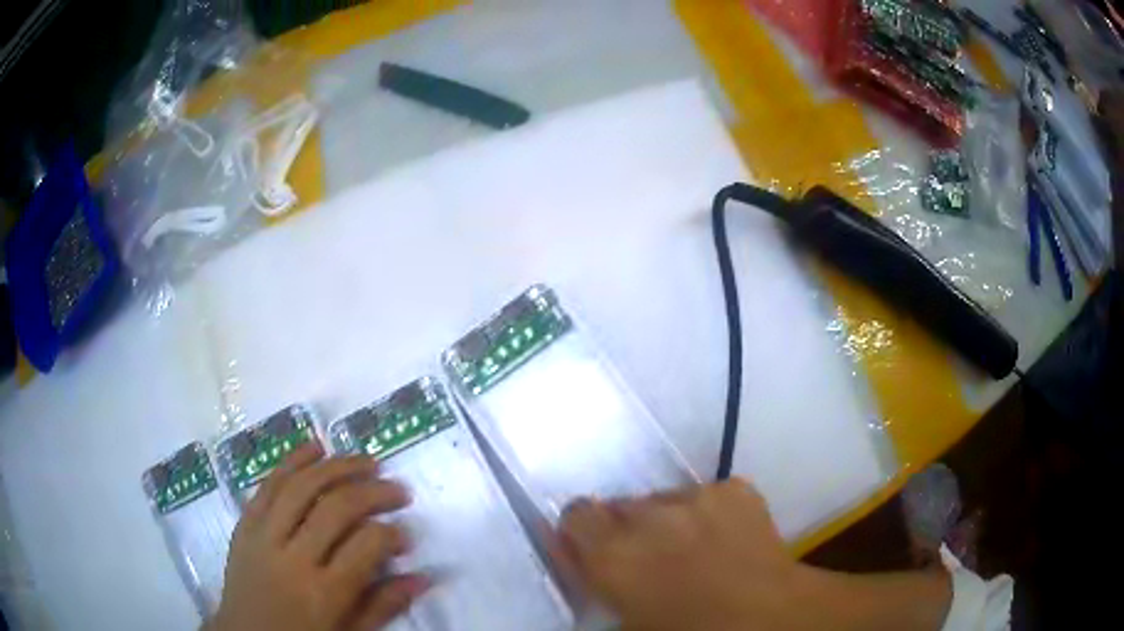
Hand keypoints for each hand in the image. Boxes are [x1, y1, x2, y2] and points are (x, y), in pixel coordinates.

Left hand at [208, 444, 427, 630]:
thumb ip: (384, 606)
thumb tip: (423, 577)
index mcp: (324, 593)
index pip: (366, 546)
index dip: (393, 534)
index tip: (406, 536)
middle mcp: (293, 558)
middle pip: (336, 508)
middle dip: (373, 491)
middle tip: (398, 490)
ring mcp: (263, 536)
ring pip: (301, 486)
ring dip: (337, 467)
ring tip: (366, 461)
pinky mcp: (245, 525)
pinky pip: (267, 485)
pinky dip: (292, 461)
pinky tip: (315, 448)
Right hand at [558, 480, 809, 630]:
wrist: (770, 615)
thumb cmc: (689, 630)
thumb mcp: (625, 619)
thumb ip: (589, 578)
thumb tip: (570, 548)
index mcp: (613, 553)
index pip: (575, 514)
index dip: (584, 532)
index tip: (597, 551)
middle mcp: (647, 515)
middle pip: (620, 507)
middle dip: (627, 530)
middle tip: (653, 559)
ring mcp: (695, 496)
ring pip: (663, 500)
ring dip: (667, 521)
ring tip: (695, 551)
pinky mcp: (733, 488)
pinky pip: (705, 496)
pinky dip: (707, 513)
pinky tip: (726, 540)